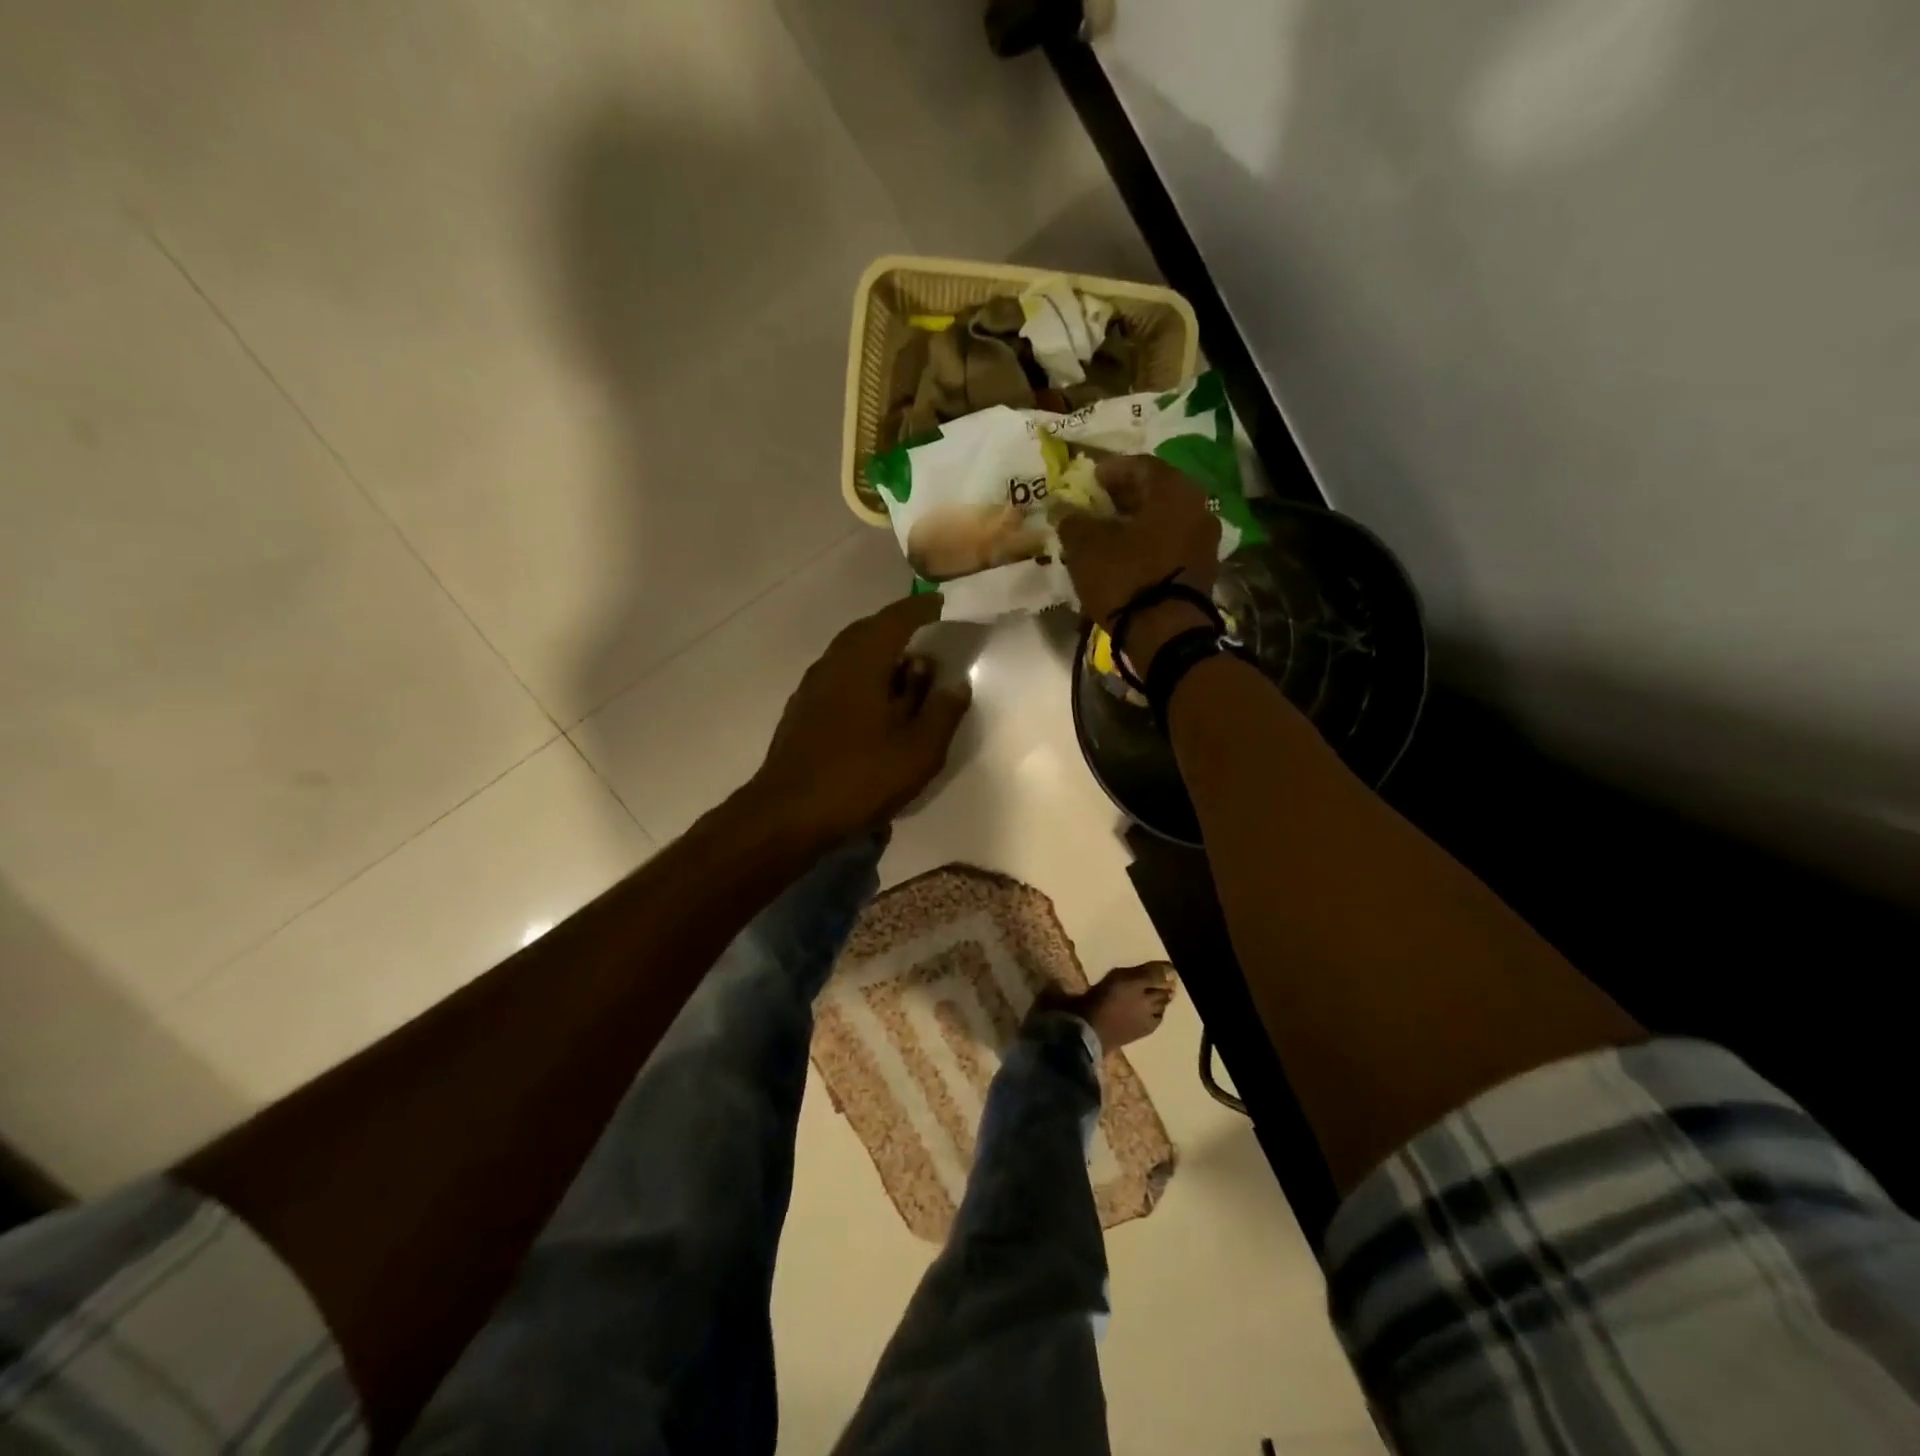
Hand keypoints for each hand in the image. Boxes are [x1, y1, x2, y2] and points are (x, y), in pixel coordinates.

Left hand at [752, 594, 971, 841]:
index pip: (895, 619)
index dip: (921, 609)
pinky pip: (840, 678)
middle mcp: (833, 664)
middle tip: (926, 635)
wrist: (787, 815)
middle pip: (868, 632)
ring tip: (907, 672)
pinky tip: (876, 704)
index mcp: (862, 662)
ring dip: (879, 655)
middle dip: (898, 629)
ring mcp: (812, 688)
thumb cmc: (859, 777)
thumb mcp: (919, 750)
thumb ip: (942, 712)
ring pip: (851, 656)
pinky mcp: (802, 712)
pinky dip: (863, 678)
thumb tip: (956, 683)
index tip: (941, 603)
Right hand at [1058, 454, 1220, 671]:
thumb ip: (1072, 520)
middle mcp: (1198, 509)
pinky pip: (1170, 546)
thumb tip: (1062, 508)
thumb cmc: (1126, 578)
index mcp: (1174, 491)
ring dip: (1136, 523)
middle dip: (1124, 497)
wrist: (1165, 635)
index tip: (1088, 480)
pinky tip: (1124, 558)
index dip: (1111, 470)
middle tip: (1095, 506)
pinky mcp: (1201, 571)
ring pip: (1164, 521)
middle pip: (1156, 493)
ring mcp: (1204, 542)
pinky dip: (1147, 545)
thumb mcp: (1087, 546)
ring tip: (1105, 535)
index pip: (1141, 465)